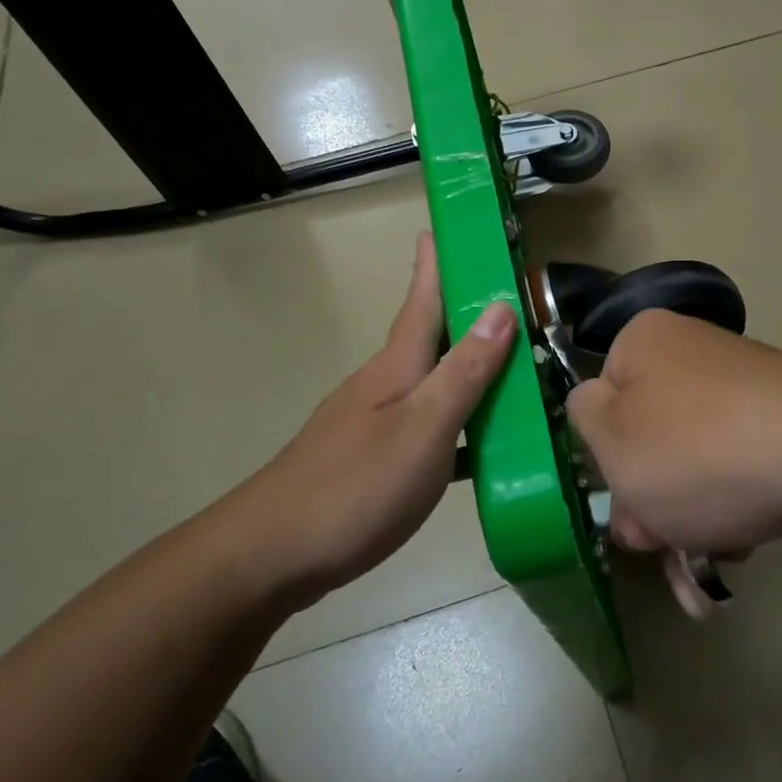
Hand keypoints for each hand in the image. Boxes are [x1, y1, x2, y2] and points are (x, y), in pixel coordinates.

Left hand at [223, 234, 514, 606]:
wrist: (271, 555)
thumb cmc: (355, 486)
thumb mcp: (424, 427)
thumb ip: (464, 372)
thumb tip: (500, 308)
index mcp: (396, 367)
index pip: (422, 300)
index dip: (433, 264)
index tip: (440, 227)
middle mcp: (382, 385)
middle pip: (428, 339)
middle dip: (462, 314)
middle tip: (506, 302)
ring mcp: (371, 424)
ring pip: (429, 384)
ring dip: (466, 371)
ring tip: (509, 372)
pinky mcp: (369, 462)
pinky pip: (426, 427)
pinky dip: (456, 425)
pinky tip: (479, 448)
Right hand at [568, 311, 781, 560]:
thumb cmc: (695, 450)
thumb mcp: (610, 439)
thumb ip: (583, 418)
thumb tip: (597, 407)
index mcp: (646, 342)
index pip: (601, 396)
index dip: (604, 455)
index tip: (618, 498)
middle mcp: (696, 359)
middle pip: (648, 440)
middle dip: (646, 503)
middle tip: (654, 544)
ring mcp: (745, 398)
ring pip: (691, 469)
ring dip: (684, 524)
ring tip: (697, 566)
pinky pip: (736, 478)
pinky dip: (728, 518)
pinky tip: (736, 553)